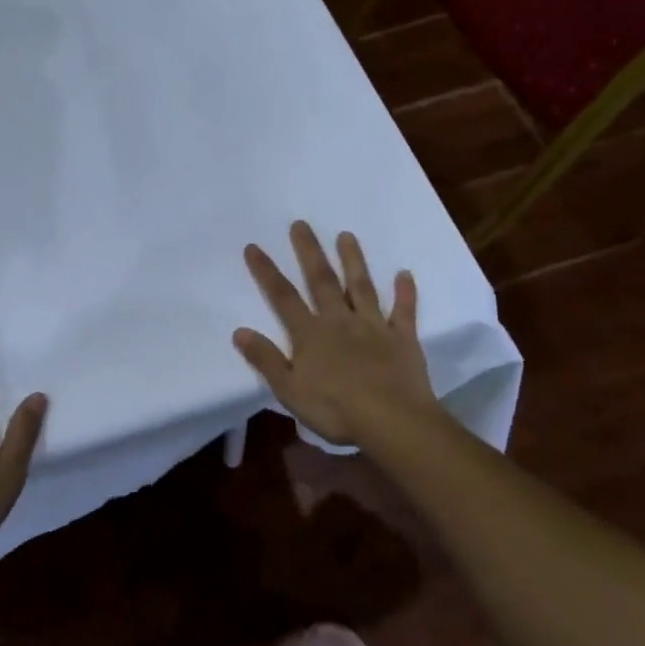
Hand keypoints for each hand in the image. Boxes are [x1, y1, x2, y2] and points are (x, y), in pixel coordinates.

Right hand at [233, 221, 444, 451]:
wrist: (392, 421)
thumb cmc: (336, 409)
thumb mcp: (290, 390)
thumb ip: (266, 359)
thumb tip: (239, 331)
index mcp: (310, 334)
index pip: (283, 297)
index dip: (266, 272)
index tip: (254, 246)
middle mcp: (340, 321)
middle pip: (322, 280)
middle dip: (309, 251)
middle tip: (301, 224)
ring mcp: (373, 326)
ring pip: (361, 286)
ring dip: (353, 260)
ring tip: (346, 235)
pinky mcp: (402, 338)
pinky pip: (404, 311)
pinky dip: (405, 292)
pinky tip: (405, 274)